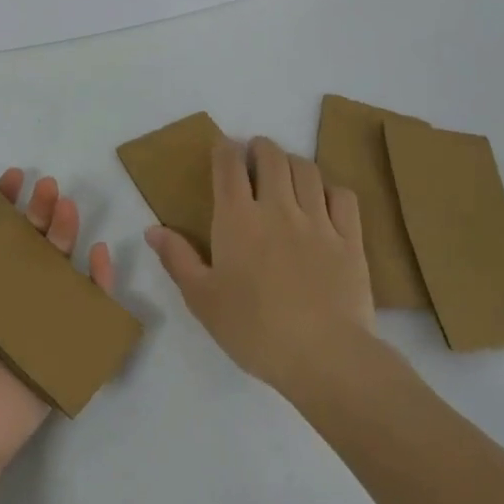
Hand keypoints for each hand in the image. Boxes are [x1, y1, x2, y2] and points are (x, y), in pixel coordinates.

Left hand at [0, 169, 115, 472]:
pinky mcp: (58, 344)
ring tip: (69, 206)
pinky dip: (97, 280)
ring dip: (66, 232)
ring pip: (56, 266)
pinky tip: (98, 253)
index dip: (1, 202)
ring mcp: (31, 319)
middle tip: (49, 187)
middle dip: (39, 210)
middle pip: (27, 242)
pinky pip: (85, 307)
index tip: (13, 177)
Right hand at [146, 136, 375, 397]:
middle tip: (254, 155)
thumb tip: (153, 229)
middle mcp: (277, 208)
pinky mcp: (350, 239)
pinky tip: (325, 199)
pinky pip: (343, 196)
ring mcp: (318, 221)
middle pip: (271, 156)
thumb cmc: (253, 329)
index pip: (229, 165)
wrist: (324, 355)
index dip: (224, 149)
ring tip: (286, 172)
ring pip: (307, 169)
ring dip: (293, 162)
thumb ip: (177, 259)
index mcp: (237, 219)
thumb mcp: (202, 299)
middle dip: (260, 147)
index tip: (222, 147)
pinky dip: (331, 188)